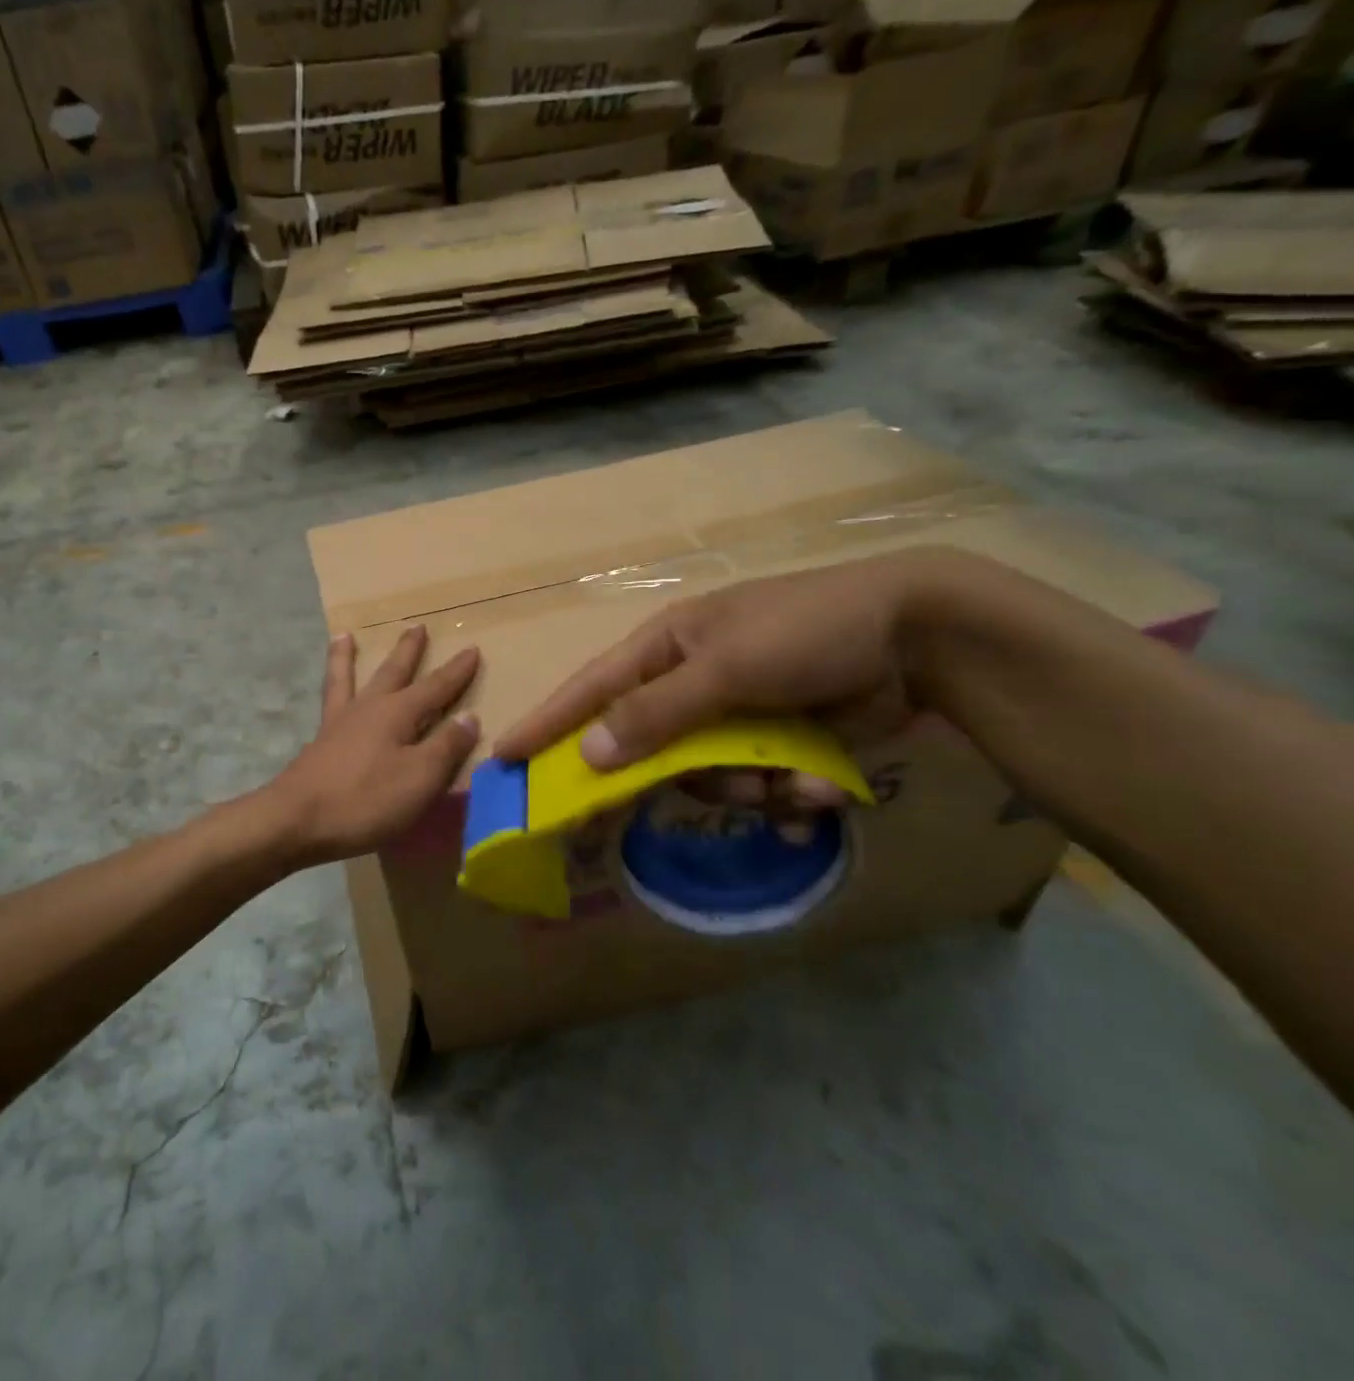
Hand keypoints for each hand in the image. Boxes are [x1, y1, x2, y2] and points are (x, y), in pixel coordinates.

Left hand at [264, 625, 480, 865]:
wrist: (297, 820)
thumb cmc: (366, 800)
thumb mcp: (420, 778)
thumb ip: (446, 747)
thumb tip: (469, 717)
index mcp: (397, 713)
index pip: (436, 687)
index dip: (456, 671)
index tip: (472, 649)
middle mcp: (368, 708)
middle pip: (392, 671)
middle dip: (408, 650)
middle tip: (416, 626)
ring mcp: (339, 723)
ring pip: (347, 678)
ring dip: (348, 656)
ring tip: (344, 636)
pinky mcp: (319, 743)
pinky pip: (328, 701)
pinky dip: (329, 687)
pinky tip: (330, 693)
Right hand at [494, 550, 950, 777]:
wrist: (920, 636)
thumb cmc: (808, 632)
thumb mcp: (726, 667)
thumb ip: (656, 713)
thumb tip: (590, 754)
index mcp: (667, 649)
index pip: (591, 689)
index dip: (548, 722)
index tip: (506, 755)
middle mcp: (692, 683)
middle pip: (654, 749)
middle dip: (689, 776)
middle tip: (720, 789)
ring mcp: (735, 714)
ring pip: (709, 778)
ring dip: (752, 790)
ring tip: (795, 780)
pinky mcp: (777, 741)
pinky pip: (758, 785)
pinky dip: (789, 794)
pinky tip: (822, 790)